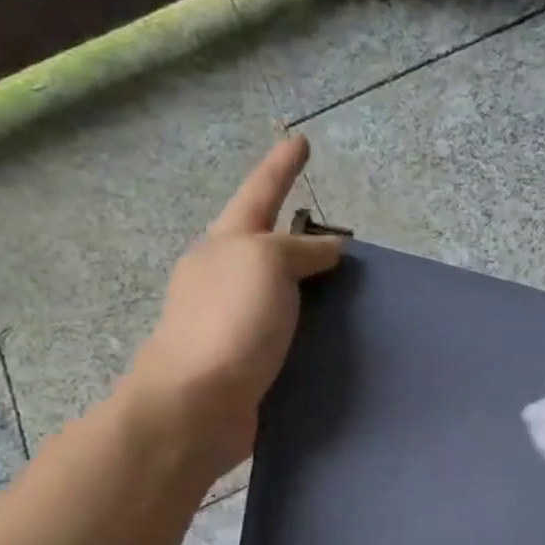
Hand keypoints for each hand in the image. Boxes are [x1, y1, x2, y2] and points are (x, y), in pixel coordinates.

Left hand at [122, 135, 340, 478]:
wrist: (196, 405)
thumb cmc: (229, 323)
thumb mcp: (265, 264)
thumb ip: (300, 249)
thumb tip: (328, 248)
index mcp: (224, 245)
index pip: (260, 193)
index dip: (281, 166)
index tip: (299, 139)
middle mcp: (223, 277)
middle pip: (265, 243)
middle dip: (296, 234)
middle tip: (338, 239)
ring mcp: (231, 320)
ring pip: (278, 290)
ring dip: (307, 285)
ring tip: (347, 289)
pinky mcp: (245, 359)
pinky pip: (286, 330)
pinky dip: (309, 325)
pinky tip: (332, 336)